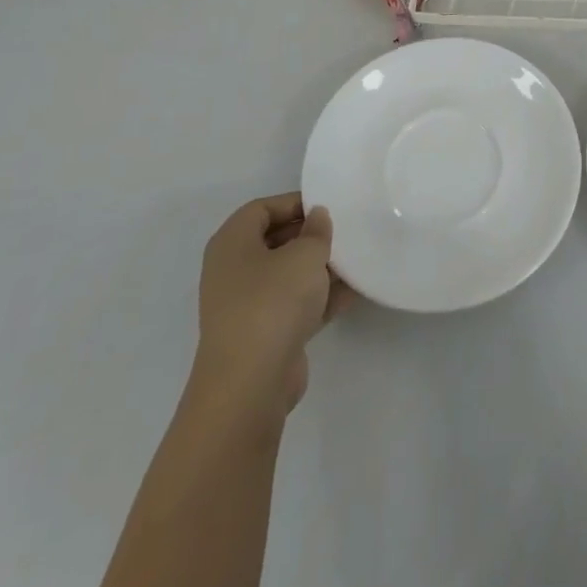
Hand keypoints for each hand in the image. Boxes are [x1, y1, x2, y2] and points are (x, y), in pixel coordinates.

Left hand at [192, 192, 353, 423]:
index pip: (262, 209)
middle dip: (309, 236)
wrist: (251, 383)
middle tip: (343, 232)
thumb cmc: (272, 302)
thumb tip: (316, 218)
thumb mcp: (304, 255)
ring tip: (354, 260)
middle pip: (274, 241)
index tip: (328, 207)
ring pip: (286, 275)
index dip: (294, 202)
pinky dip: (318, 298)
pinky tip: (351, 293)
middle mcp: (232, 271)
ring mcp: (245, 306)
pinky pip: (294, 305)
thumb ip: (316, 231)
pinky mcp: (262, 335)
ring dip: (318, 268)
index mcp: (232, 243)